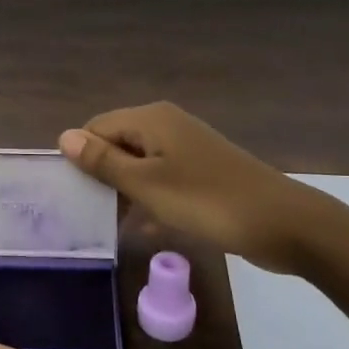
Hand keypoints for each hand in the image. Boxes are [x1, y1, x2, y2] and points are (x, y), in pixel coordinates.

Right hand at [59, 102, 318, 273]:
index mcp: (151, 119)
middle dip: (102, 175)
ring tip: (113, 225)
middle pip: (117, 143)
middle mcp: (168, 125)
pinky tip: (146, 228)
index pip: (97, 127)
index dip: (81, 158)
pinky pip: (163, 180)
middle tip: (90, 214)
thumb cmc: (207, 201)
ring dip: (125, 191)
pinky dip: (151, 199)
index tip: (73, 195)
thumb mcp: (147, 184)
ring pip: (140, 165)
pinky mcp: (203, 173)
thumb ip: (103, 162)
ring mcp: (188, 149)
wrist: (284, 224)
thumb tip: (64, 137)